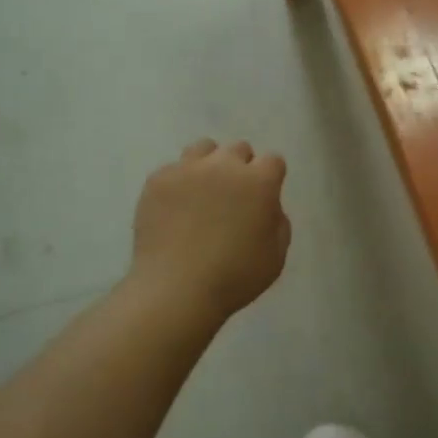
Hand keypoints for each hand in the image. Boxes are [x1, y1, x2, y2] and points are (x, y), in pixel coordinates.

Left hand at [131, 139, 290, 320]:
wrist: (176, 289)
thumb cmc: (234, 278)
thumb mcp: (276, 256)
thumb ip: (278, 222)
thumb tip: (267, 206)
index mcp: (259, 182)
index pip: (273, 161)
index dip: (270, 178)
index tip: (263, 197)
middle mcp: (224, 165)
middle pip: (238, 149)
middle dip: (241, 168)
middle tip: (232, 198)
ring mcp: (188, 169)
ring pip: (204, 149)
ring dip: (209, 165)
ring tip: (202, 193)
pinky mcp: (158, 180)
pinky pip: (174, 169)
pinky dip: (179, 182)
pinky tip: (175, 208)